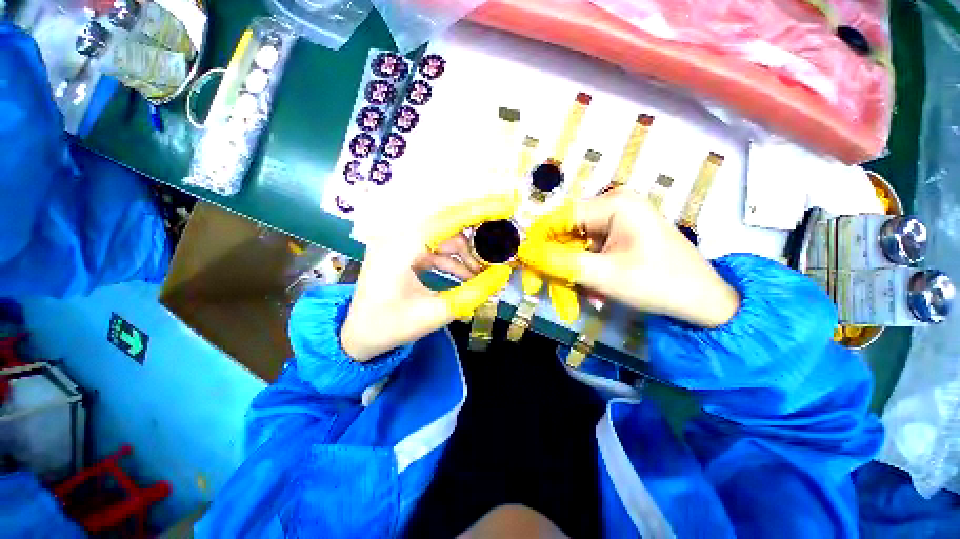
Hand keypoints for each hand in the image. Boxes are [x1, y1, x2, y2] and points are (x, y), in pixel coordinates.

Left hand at [341, 193, 518, 361]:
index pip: (446, 219)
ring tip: (486, 272)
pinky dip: (453, 260)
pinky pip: (435, 249)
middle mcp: (397, 237)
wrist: (358, 336)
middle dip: (476, 238)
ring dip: (466, 254)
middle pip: (447, 226)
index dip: (478, 211)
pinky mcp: (404, 252)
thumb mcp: (436, 314)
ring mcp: (399, 243)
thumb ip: (473, 293)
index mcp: (399, 247)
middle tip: (501, 248)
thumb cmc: (391, 327)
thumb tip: (502, 275)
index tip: (505, 206)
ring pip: (443, 238)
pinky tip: (469, 276)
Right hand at [518, 189, 738, 327]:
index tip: (524, 262)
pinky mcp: (622, 236)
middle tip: (545, 287)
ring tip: (578, 296)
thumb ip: (559, 262)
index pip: (560, 217)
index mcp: (614, 204)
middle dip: (557, 262)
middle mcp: (615, 206)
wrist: (705, 304)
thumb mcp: (602, 275)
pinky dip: (587, 272)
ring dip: (573, 272)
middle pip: (568, 232)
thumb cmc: (658, 284)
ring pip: (578, 246)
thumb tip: (523, 253)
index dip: (539, 239)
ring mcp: (619, 221)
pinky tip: (595, 292)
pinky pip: (592, 252)